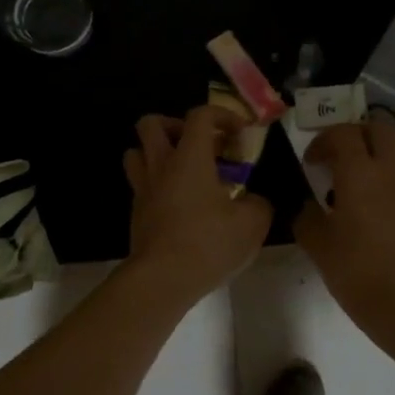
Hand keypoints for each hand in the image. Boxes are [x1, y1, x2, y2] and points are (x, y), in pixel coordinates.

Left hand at [123, 107, 273, 302]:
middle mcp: (160, 165)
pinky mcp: (136, 213)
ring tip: (182, 170)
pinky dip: (157, 184)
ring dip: (157, 153)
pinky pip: (141, 184)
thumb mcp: (252, 223)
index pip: (200, 115)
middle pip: (151, 124)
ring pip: (137, 152)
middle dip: (175, 125)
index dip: (222, 115)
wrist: (162, 279)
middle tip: (199, 145)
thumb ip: (258, 203)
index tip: (239, 133)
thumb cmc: (208, 243)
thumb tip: (253, 200)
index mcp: (189, 157)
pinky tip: (179, 204)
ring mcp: (143, 189)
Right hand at [294, 116, 394, 354]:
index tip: (311, 162)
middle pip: (379, 126)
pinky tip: (376, 193)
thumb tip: (307, 205)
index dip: (323, 141)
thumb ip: (307, 217)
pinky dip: (393, 164)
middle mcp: (390, 171)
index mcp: (360, 175)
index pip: (343, 134)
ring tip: (361, 166)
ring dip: (380, 142)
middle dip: (354, 132)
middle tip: (336, 155)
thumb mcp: (318, 247)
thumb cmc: (359, 275)